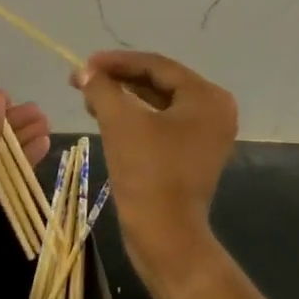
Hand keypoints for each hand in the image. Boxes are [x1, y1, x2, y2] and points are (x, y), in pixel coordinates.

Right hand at [74, 51, 236, 289]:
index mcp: (206, 97)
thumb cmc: (148, 172)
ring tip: (89, 96)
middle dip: (119, 79)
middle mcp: (214, 110)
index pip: (156, 65)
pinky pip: (161, 123)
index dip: (117, 61)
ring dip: (123, 97)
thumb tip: (85, 71)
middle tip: (84, 79)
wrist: (165, 236)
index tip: (85, 63)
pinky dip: (134, 117)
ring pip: (158, 102)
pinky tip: (106, 115)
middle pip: (159, 82)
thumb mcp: (120, 122)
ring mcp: (205, 134)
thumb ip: (102, 88)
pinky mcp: (192, 154)